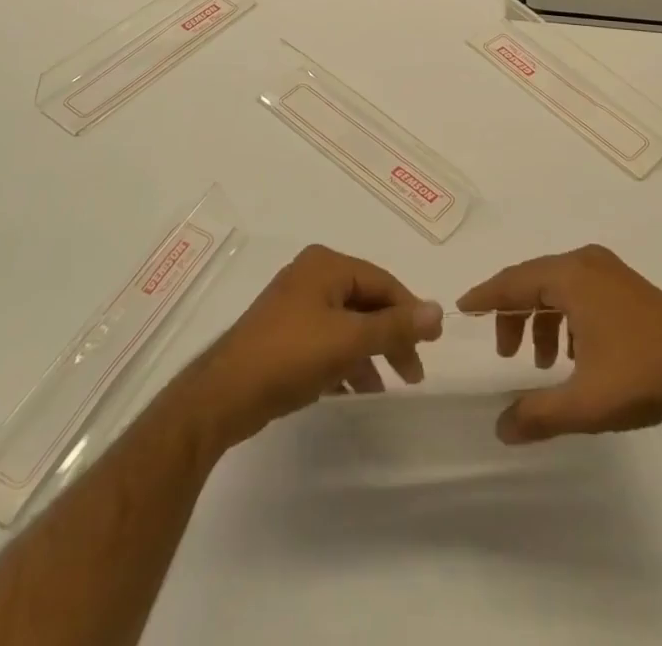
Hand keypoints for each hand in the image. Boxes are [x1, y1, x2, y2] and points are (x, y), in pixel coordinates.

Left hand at [184, 245, 442, 449]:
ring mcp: (295, 305)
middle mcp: (312, 276)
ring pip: (347, 325)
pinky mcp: (284, 335)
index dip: (410, 310)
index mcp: (327, 265)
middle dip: (391, 337)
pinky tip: (354, 391)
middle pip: (366, 302)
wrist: (223, 396)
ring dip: (369, 354)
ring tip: (386, 387)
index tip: (433, 342)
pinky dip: (344, 362)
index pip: (382, 282)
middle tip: (414, 372)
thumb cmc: (290, 356)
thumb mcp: (349, 340)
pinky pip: (327, 342)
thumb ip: (395, 326)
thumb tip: (438, 310)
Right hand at [456, 244, 661, 443]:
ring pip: (559, 287)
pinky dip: (566, 316)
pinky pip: (581, 290)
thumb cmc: (639, 374)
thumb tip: (500, 429)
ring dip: (542, 319)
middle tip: (505, 353)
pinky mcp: (627, 285)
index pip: (514, 281)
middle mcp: (586, 262)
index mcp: (570, 276)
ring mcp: (610, 270)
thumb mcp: (584, 402)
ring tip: (542, 363)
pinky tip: (574, 354)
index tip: (463, 307)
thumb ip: (537, 414)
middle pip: (534, 281)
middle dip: (515, 314)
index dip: (486, 296)